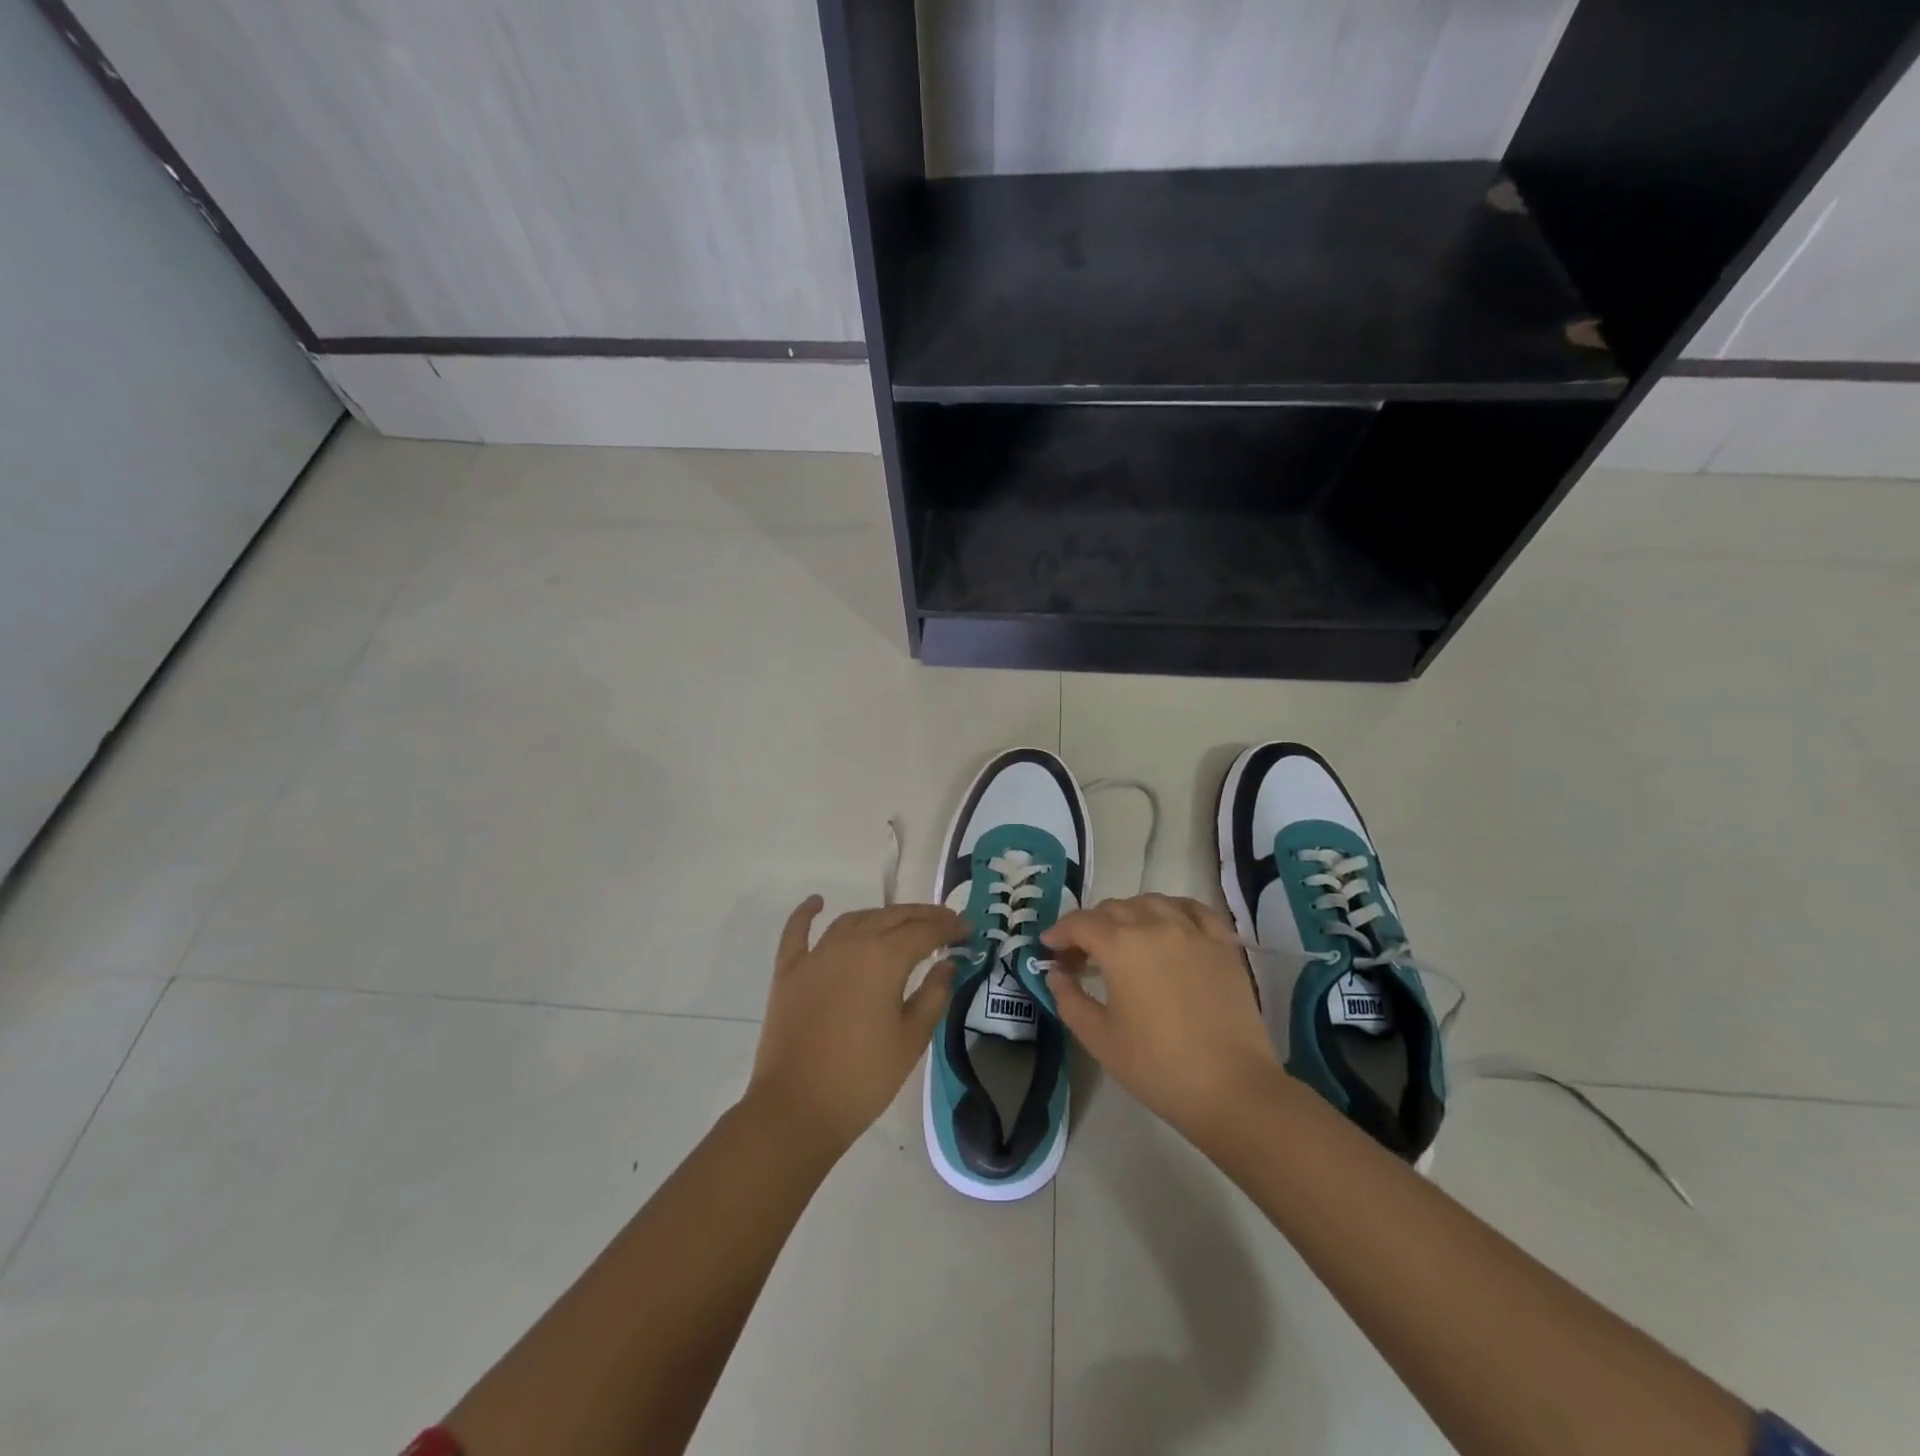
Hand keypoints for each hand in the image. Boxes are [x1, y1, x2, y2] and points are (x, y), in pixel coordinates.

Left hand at [746, 898, 962, 1153]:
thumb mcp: (911, 1039)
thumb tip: (948, 962)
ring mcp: (816, 955)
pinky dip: (807, 913)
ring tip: (902, 923)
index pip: (925, 931)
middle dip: (922, 916)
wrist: (796, 1109)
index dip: (949, 927)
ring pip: (854, 920)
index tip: (968, 929)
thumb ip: (934, 994)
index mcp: (884, 958)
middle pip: (892, 917)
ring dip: (881, 916)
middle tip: (945, 923)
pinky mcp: (789, 971)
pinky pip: (798, 932)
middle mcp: (850, 943)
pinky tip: (817, 901)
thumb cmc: (863, 1078)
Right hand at [1042, 894, 1279, 1143]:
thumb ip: (1069, 999)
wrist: (1232, 1088)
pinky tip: (1168, 926)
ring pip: (1151, 903)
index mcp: (1120, 945)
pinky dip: (1172, 910)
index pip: (1080, 923)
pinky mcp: (1222, 944)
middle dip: (1089, 926)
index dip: (1059, 932)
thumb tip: (1056, 974)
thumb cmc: (1157, 1066)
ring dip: (1128, 914)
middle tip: (1080, 955)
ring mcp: (1192, 930)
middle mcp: (1155, 924)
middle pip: (1113, 908)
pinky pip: (1192, 909)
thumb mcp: (1099, 1038)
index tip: (1048, 948)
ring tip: (1123, 939)